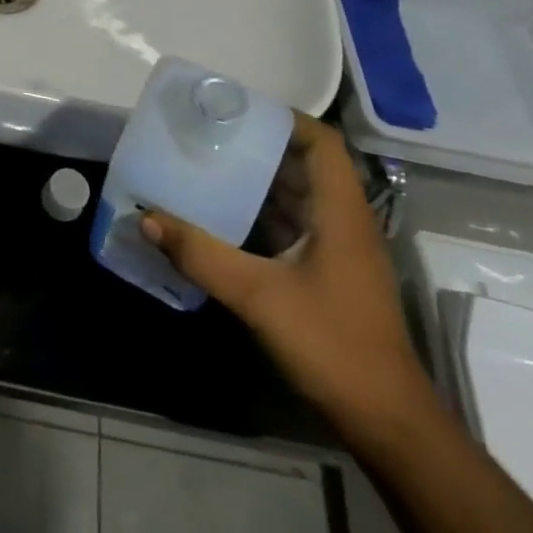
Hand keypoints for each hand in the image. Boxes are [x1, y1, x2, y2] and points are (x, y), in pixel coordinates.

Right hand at [140, 115, 434, 438]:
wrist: (386, 422)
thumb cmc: (332, 345)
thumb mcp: (258, 296)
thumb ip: (201, 255)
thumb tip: (147, 217)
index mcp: (340, 213)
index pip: (322, 143)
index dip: (284, 118)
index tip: (236, 110)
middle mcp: (343, 222)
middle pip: (303, 165)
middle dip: (257, 146)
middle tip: (207, 135)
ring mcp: (337, 251)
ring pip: (295, 197)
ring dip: (255, 182)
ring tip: (205, 166)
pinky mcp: (327, 275)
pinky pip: (290, 227)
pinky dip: (258, 215)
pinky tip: (220, 218)